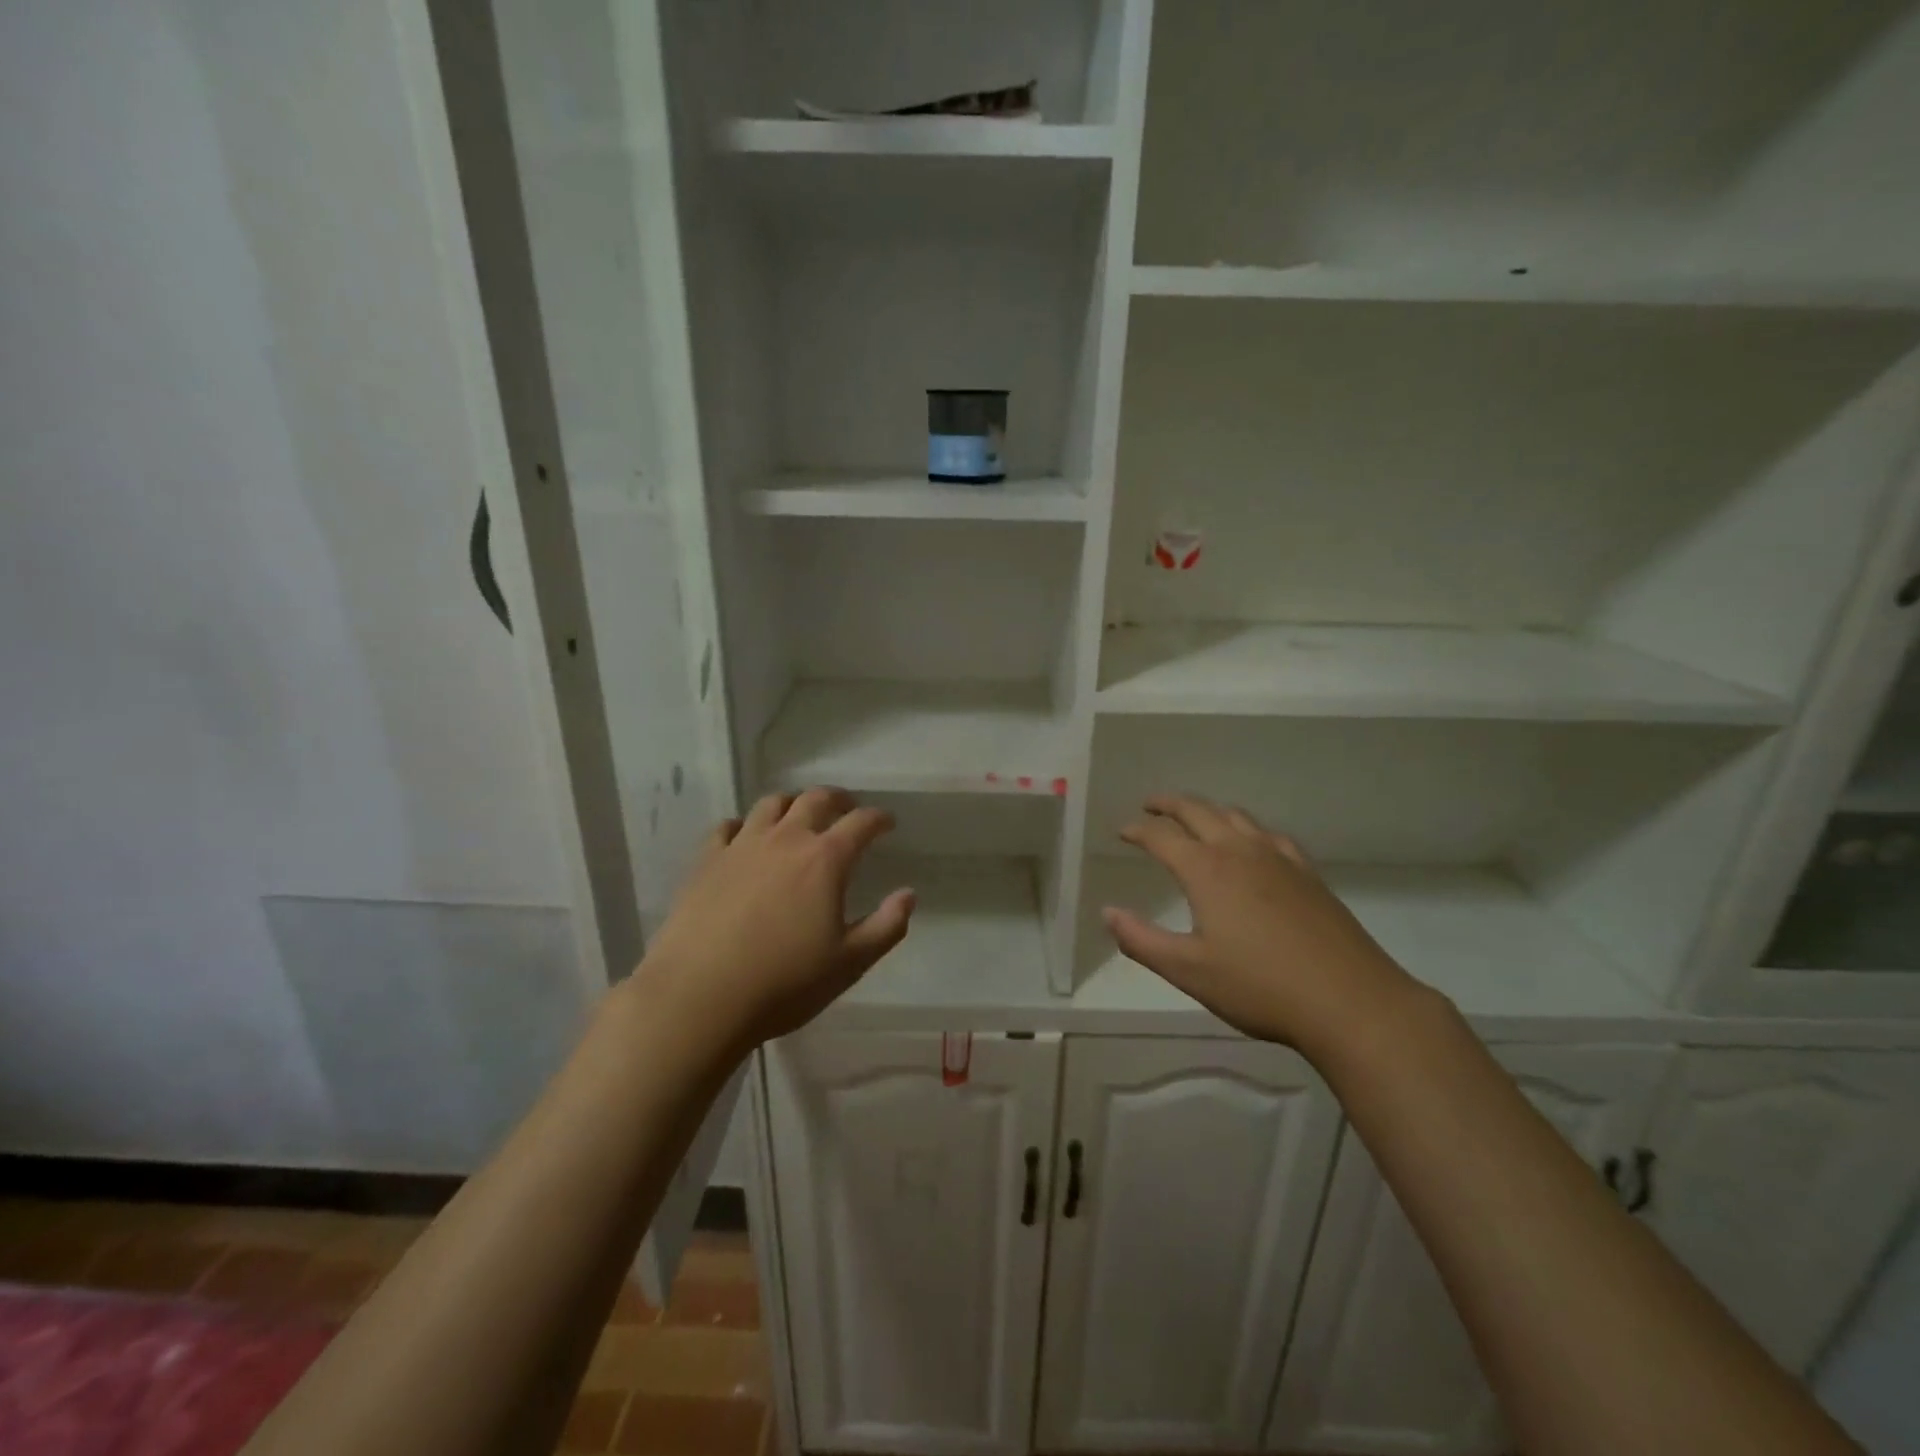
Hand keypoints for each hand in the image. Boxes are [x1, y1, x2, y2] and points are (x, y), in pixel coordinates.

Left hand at [635, 788, 914, 1056]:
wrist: (699, 997)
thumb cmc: (784, 983)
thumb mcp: (849, 963)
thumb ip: (886, 927)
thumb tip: (908, 895)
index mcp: (825, 860)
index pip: (860, 822)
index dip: (878, 818)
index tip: (887, 823)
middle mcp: (785, 840)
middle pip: (815, 799)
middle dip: (837, 799)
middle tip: (846, 809)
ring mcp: (742, 846)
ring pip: (771, 804)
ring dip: (792, 804)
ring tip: (798, 816)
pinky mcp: (706, 860)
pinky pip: (727, 826)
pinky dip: (743, 825)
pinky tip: (745, 838)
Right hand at [1102, 795, 1418, 1058]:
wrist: (1349, 1001)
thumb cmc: (1260, 987)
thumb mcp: (1188, 970)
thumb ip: (1141, 940)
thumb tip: (1107, 913)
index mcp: (1206, 870)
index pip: (1161, 837)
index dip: (1137, 830)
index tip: (1122, 832)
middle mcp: (1240, 851)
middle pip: (1198, 811)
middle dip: (1169, 804)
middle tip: (1150, 804)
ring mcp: (1279, 858)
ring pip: (1236, 816)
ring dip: (1208, 809)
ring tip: (1194, 816)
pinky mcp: (1307, 874)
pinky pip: (1270, 834)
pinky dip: (1248, 828)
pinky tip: (1253, 842)